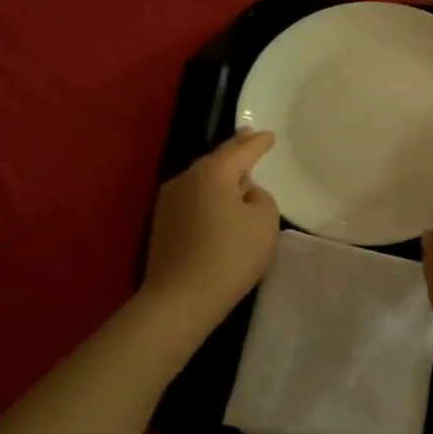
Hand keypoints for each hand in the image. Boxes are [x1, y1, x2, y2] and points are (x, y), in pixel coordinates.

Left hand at [143, 130, 280, 326]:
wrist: (181, 298)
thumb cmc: (230, 255)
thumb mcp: (265, 222)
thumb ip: (261, 198)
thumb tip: (244, 195)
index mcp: (213, 173)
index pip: (241, 151)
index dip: (258, 143)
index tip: (269, 135)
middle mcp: (186, 179)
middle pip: (216, 160)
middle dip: (235, 150)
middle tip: (249, 138)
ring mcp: (169, 202)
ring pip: (202, 179)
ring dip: (220, 176)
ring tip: (238, 175)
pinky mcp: (163, 225)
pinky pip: (193, 199)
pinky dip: (209, 196)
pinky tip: (219, 205)